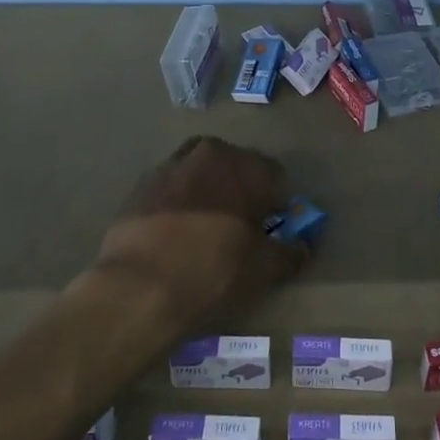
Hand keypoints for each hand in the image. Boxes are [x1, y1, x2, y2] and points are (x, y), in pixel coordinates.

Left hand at [84, 136, 306, 332]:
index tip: (272, 231)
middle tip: (241, 230)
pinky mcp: (139, 187)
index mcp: (243, 164)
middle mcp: (207, 153)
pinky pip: (170, 191)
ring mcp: (169, 166)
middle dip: (242, 193)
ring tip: (205, 232)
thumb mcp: (264, 269)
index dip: (278, 205)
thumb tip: (301, 246)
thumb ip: (290, 252)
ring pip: (200, 175)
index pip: (276, 177)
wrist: (137, 287)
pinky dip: (178, 206)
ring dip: (208, 194)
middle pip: (236, 169)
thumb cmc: (213, 270)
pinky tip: (175, 237)